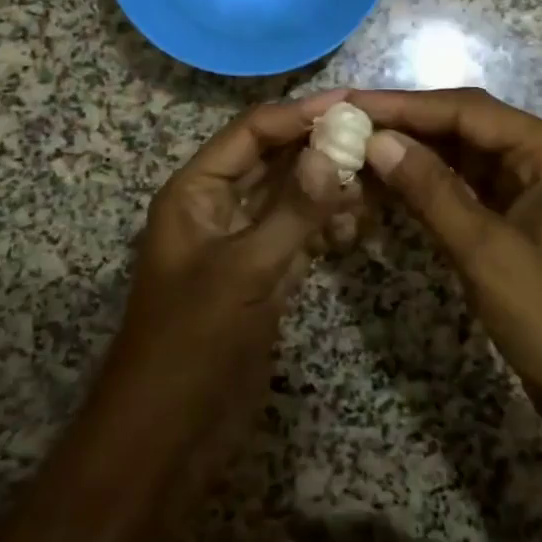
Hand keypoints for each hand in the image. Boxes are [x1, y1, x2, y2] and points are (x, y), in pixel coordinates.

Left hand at [89, 92, 351, 488]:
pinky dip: (325, 226)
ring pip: (289, 197)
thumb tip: (332, 152)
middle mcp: (217, 207)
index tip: (352, 103)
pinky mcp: (261, 277)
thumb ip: (292, 210)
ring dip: (327, 186)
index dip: (299, 114)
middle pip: (273, 159)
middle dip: (319, 147)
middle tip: (375, 136)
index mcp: (196, 192)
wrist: (166, 438)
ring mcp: (241, 243)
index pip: (252, 132)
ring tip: (376, 180)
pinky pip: (297, 235)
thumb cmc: (193, 343)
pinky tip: (358, 226)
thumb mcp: (245, 271)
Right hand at [351, 87, 541, 504]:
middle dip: (407, 122)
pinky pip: (465, 182)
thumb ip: (431, 191)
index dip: (406, 105)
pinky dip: (428, 180)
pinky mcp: (516, 211)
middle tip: (347, 120)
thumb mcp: (485, 253)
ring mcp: (530, 183)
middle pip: (465, 123)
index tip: (351, 102)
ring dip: (414, 149)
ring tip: (357, 142)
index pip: (468, 111)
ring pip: (462, 151)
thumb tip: (377, 141)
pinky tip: (389, 177)